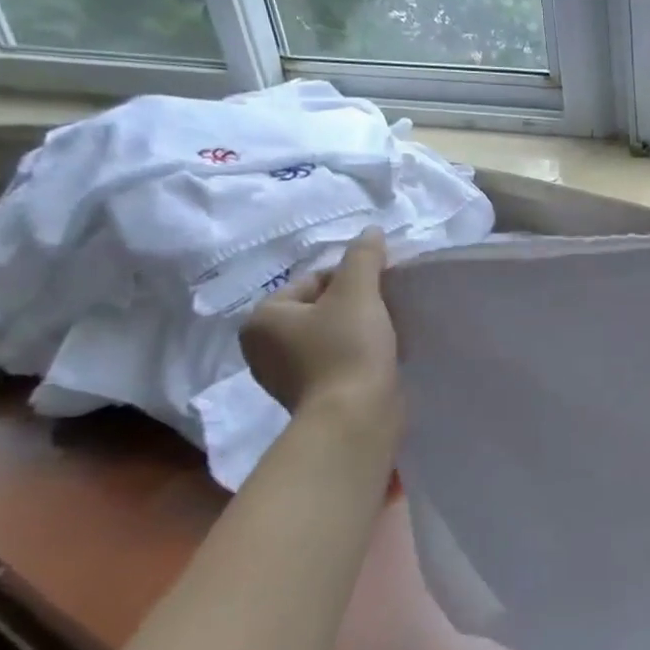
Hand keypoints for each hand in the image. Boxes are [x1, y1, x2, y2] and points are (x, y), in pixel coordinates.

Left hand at [240, 232, 400, 430]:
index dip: (353, 280)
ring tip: (387, 335)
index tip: (380, 293)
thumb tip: (371, 231)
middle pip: (322, 308)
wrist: (355, 418)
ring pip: (330, 335)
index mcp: (262, 318)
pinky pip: (336, 361)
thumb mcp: (357, 291)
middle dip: (355, 306)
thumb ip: (364, 256)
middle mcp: (263, 347)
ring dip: (358, 331)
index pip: (314, 280)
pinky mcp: (310, 397)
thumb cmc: (347, 348)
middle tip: (385, 312)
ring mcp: (284, 376)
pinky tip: (379, 358)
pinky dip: (357, 356)